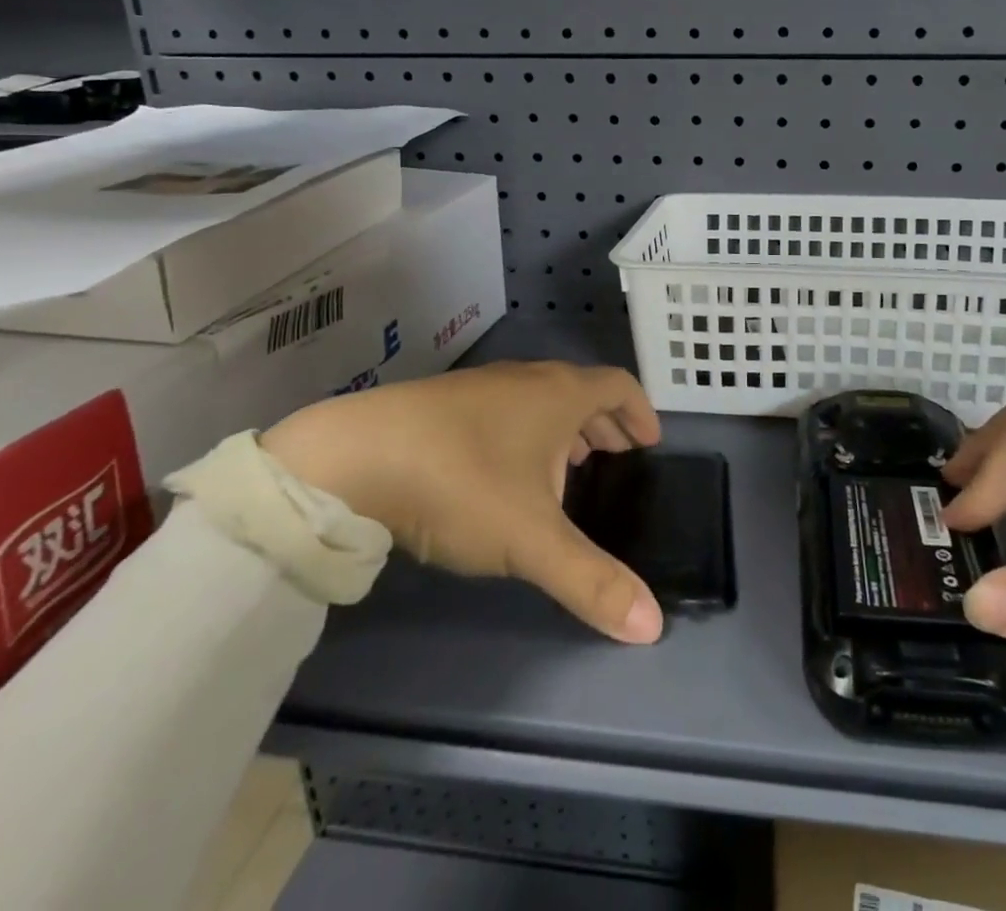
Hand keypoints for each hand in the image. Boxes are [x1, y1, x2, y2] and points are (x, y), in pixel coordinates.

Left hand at [260, 361, 663, 644]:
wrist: (353, 455)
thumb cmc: (461, 483)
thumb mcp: (531, 539)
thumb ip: (591, 581)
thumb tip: (652, 625)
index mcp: (560, 394)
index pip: (619, 386)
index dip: (641, 412)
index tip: (651, 442)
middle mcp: (527, 379)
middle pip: (582, 390)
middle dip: (605, 422)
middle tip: (618, 455)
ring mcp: (484, 387)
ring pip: (541, 399)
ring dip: (566, 426)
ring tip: (569, 465)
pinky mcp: (446, 403)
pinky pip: (507, 409)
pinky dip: (527, 431)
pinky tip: (507, 471)